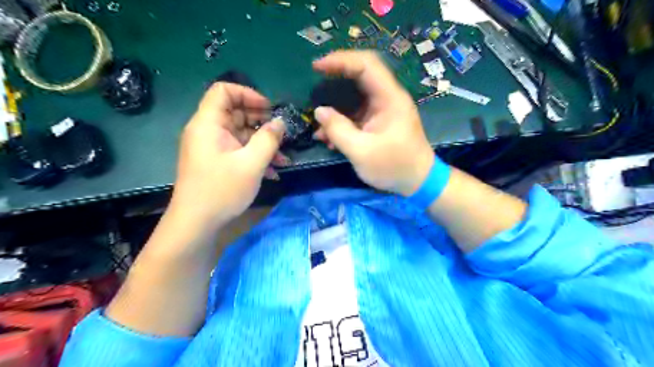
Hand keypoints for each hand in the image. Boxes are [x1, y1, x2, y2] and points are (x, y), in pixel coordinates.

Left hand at [170, 82, 287, 229]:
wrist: (197, 224)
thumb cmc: (222, 190)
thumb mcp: (251, 164)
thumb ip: (268, 139)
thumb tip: (280, 122)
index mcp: (209, 124)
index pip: (223, 91)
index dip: (248, 94)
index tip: (269, 110)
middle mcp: (208, 131)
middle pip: (235, 112)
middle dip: (262, 122)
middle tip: (282, 135)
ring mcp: (213, 148)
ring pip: (241, 134)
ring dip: (263, 143)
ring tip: (283, 158)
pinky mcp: (217, 162)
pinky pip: (238, 150)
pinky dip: (255, 156)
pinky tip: (274, 171)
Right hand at [314, 50, 435, 197]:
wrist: (418, 182)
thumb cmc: (394, 167)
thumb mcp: (362, 152)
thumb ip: (338, 130)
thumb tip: (319, 111)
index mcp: (389, 98)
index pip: (366, 65)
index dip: (340, 60)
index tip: (317, 67)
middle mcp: (388, 98)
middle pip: (360, 76)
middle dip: (335, 79)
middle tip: (315, 86)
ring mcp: (383, 110)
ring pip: (355, 97)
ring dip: (336, 108)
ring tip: (319, 126)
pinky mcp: (379, 122)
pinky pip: (357, 114)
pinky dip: (342, 122)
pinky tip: (329, 138)